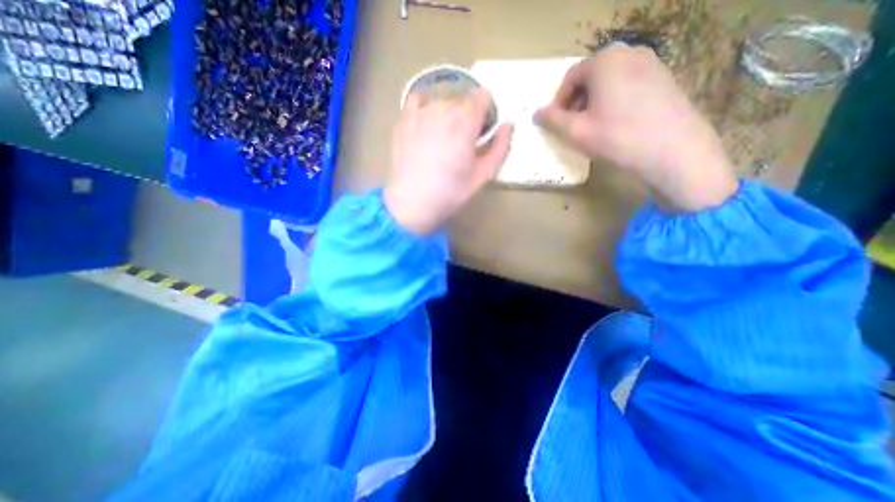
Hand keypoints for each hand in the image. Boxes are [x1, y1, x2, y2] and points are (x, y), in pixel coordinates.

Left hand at [383, 87, 514, 233]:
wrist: (412, 202)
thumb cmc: (450, 192)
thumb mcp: (482, 175)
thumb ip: (500, 148)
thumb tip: (508, 125)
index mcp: (466, 123)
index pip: (482, 96)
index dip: (486, 111)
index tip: (482, 129)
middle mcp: (444, 109)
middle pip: (463, 100)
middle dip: (467, 116)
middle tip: (462, 141)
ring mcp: (421, 112)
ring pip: (441, 101)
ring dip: (447, 114)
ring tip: (442, 138)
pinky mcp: (404, 119)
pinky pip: (417, 98)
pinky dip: (425, 106)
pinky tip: (425, 122)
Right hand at [535, 45, 736, 213]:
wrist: (672, 149)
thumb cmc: (616, 137)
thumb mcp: (575, 131)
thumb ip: (552, 120)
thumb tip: (536, 114)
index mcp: (604, 61)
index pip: (570, 79)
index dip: (558, 103)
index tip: (556, 124)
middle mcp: (628, 53)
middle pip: (590, 77)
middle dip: (576, 102)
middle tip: (573, 127)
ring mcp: (650, 63)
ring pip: (608, 82)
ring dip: (593, 103)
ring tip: (593, 128)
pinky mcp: (663, 78)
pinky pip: (627, 86)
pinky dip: (613, 102)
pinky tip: (615, 124)